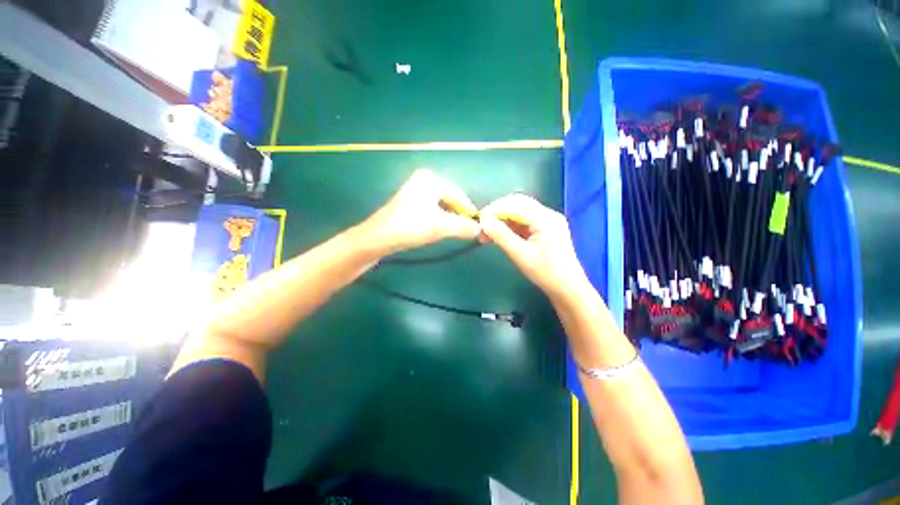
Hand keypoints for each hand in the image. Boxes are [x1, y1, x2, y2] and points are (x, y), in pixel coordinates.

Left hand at [363, 169, 479, 254]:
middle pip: (450, 199)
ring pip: (440, 205)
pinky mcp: (408, 202)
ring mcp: (414, 190)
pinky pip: (431, 209)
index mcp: (431, 179)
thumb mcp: (441, 227)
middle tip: (464, 231)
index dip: (468, 211)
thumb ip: (463, 227)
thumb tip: (479, 229)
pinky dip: (437, 219)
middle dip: (457, 215)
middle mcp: (423, 180)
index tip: (476, 227)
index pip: (458, 195)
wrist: (377, 238)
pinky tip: (436, 229)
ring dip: (448, 218)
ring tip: (451, 232)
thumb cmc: (410, 227)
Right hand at [480, 194, 590, 300]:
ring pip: (519, 213)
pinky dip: (509, 227)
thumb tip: (483, 220)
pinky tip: (498, 236)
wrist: (568, 288)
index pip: (516, 203)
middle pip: (517, 204)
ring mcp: (547, 221)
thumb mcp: (520, 255)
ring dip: (502, 221)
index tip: (479, 219)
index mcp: (546, 218)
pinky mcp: (544, 229)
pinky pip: (523, 222)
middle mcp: (548, 214)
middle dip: (497, 213)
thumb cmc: (546, 273)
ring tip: (486, 234)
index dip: (495, 208)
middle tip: (482, 226)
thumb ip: (501, 235)